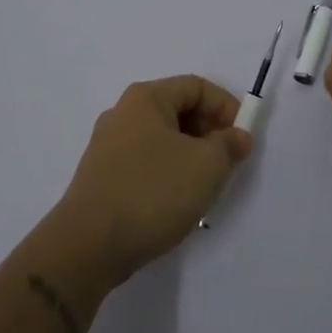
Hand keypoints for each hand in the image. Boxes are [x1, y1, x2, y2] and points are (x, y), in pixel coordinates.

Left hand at [55, 76, 254, 285]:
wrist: (88, 246)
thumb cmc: (152, 192)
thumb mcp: (206, 166)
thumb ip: (229, 145)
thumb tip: (237, 137)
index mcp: (146, 98)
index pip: (197, 87)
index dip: (226, 107)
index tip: (243, 139)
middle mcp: (123, 113)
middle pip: (178, 110)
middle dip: (209, 133)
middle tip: (227, 164)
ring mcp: (108, 146)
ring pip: (163, 139)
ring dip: (191, 156)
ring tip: (205, 187)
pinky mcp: (102, 176)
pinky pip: (146, 163)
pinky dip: (168, 173)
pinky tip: (176, 202)